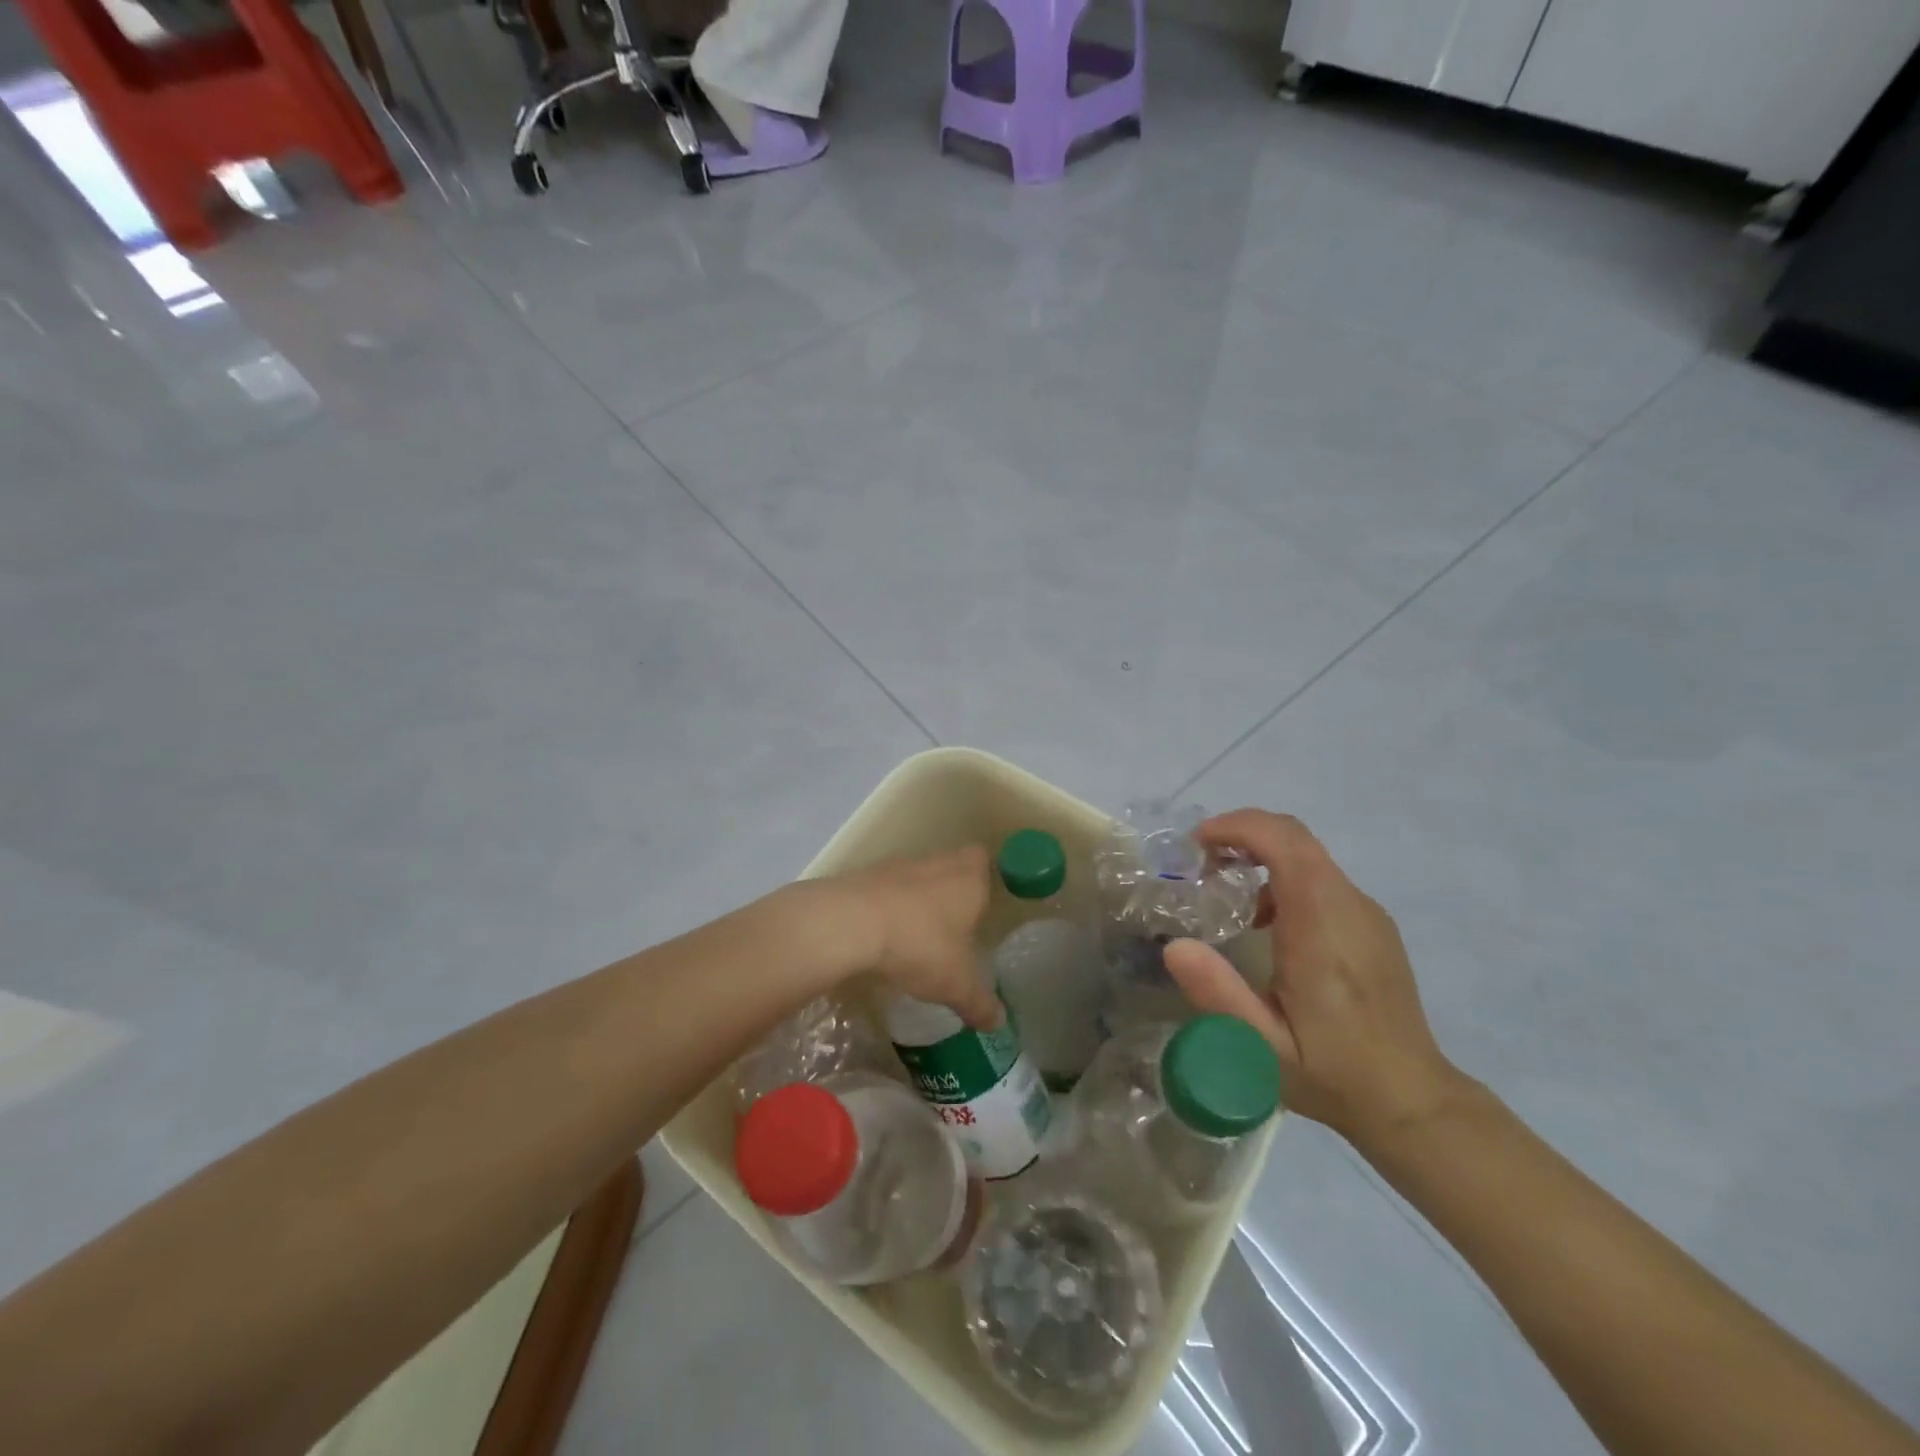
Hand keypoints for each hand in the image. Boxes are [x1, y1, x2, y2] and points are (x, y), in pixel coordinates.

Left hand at [811, 847, 1000, 1029]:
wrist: (849, 923)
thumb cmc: (919, 944)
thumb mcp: (956, 983)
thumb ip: (979, 1002)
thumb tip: (998, 1022)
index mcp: (969, 878)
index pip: (984, 860)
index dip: (985, 877)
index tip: (983, 903)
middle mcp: (937, 863)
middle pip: (951, 866)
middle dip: (953, 893)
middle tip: (956, 926)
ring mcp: (898, 866)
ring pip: (917, 877)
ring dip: (919, 900)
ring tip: (919, 936)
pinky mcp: (865, 877)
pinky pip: (886, 890)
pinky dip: (889, 908)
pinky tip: (885, 936)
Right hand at [1161, 810, 1468, 1150]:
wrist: (1412, 1100)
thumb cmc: (1331, 1072)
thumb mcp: (1261, 1046)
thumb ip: (1218, 994)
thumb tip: (1174, 947)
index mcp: (1320, 923)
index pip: (1283, 841)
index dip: (1235, 827)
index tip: (1195, 844)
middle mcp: (1348, 904)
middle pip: (1294, 836)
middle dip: (1242, 833)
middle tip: (1201, 863)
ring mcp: (1366, 912)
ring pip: (1309, 854)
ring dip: (1262, 855)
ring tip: (1225, 894)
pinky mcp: (1372, 925)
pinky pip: (1323, 879)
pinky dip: (1284, 877)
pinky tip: (1267, 924)